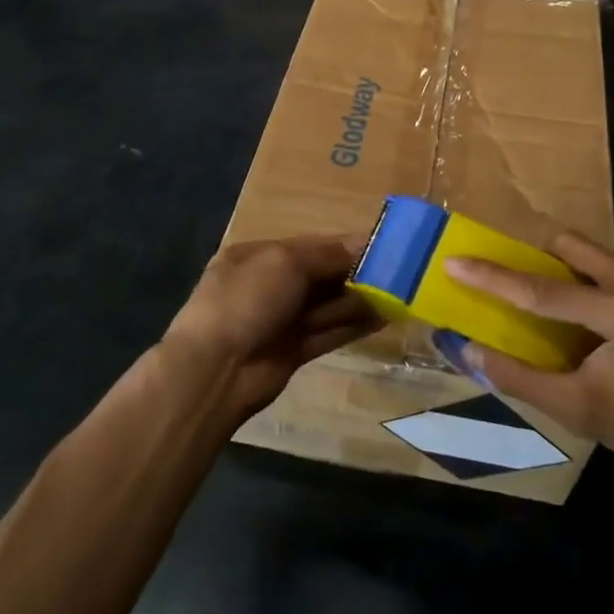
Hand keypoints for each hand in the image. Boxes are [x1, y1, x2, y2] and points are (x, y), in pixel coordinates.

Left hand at [161, 236, 377, 421]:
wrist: (215, 370)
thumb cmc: (246, 299)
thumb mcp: (285, 262)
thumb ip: (327, 255)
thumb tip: (363, 243)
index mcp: (256, 256)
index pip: (308, 246)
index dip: (343, 245)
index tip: (380, 246)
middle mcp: (267, 285)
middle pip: (319, 275)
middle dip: (354, 273)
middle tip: (397, 271)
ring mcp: (279, 320)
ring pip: (326, 305)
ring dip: (358, 300)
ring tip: (398, 294)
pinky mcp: (292, 352)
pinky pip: (328, 333)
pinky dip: (353, 325)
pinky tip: (382, 319)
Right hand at [445, 232, 613, 479]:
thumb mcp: (579, 411)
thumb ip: (520, 378)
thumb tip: (469, 351)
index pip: (543, 290)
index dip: (493, 277)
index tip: (454, 261)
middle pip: (566, 247)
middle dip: (526, 255)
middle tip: (493, 271)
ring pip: (583, 252)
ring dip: (550, 264)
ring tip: (523, 289)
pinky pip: (599, 266)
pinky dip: (572, 276)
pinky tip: (563, 307)